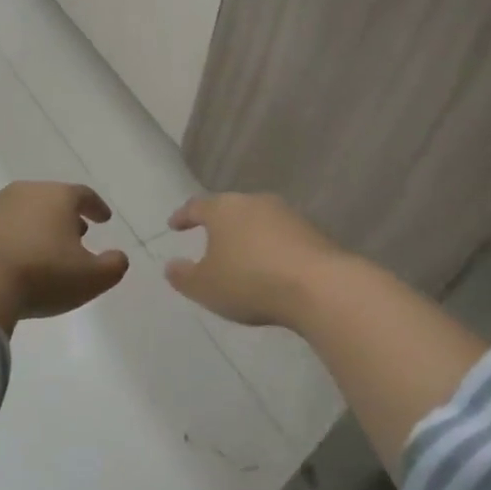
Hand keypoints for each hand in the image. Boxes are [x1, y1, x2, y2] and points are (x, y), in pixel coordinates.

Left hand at [0, 182, 129, 333]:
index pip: (84, 195)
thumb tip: (118, 257)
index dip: (96, 207)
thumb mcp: (90, 278)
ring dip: (32, 227)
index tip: (104, 218)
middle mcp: (22, 193)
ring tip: (38, 249)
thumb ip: (112, 266)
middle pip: (49, 199)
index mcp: (57, 198)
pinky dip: (3, 241)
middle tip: (74, 233)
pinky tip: (4, 261)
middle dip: (63, 216)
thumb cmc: (41, 275)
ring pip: (18, 212)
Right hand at [163, 193, 347, 328]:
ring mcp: (287, 215)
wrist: (319, 287)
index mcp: (223, 209)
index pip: (197, 207)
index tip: (174, 225)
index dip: (183, 216)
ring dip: (247, 235)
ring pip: (258, 221)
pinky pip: (282, 236)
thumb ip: (183, 276)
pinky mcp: (313, 232)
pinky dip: (271, 248)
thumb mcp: (205, 287)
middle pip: (230, 209)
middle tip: (209, 238)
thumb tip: (171, 265)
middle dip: (219, 224)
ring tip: (241, 255)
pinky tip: (270, 266)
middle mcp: (254, 202)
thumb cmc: (249, 281)